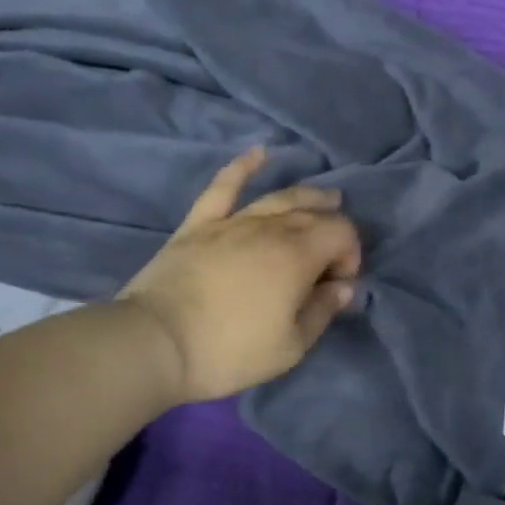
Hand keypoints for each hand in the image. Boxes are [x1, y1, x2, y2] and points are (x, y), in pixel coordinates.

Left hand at [116, 147, 361, 402]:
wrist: (154, 344)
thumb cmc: (229, 350)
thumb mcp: (291, 346)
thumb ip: (323, 311)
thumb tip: (343, 287)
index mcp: (299, 255)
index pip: (342, 234)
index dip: (350, 255)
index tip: (338, 286)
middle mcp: (272, 228)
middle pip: (315, 214)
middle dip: (333, 231)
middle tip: (331, 257)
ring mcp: (233, 222)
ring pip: (280, 197)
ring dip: (308, 196)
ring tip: (327, 198)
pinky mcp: (200, 224)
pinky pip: (223, 186)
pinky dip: (242, 167)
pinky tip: (258, 153)